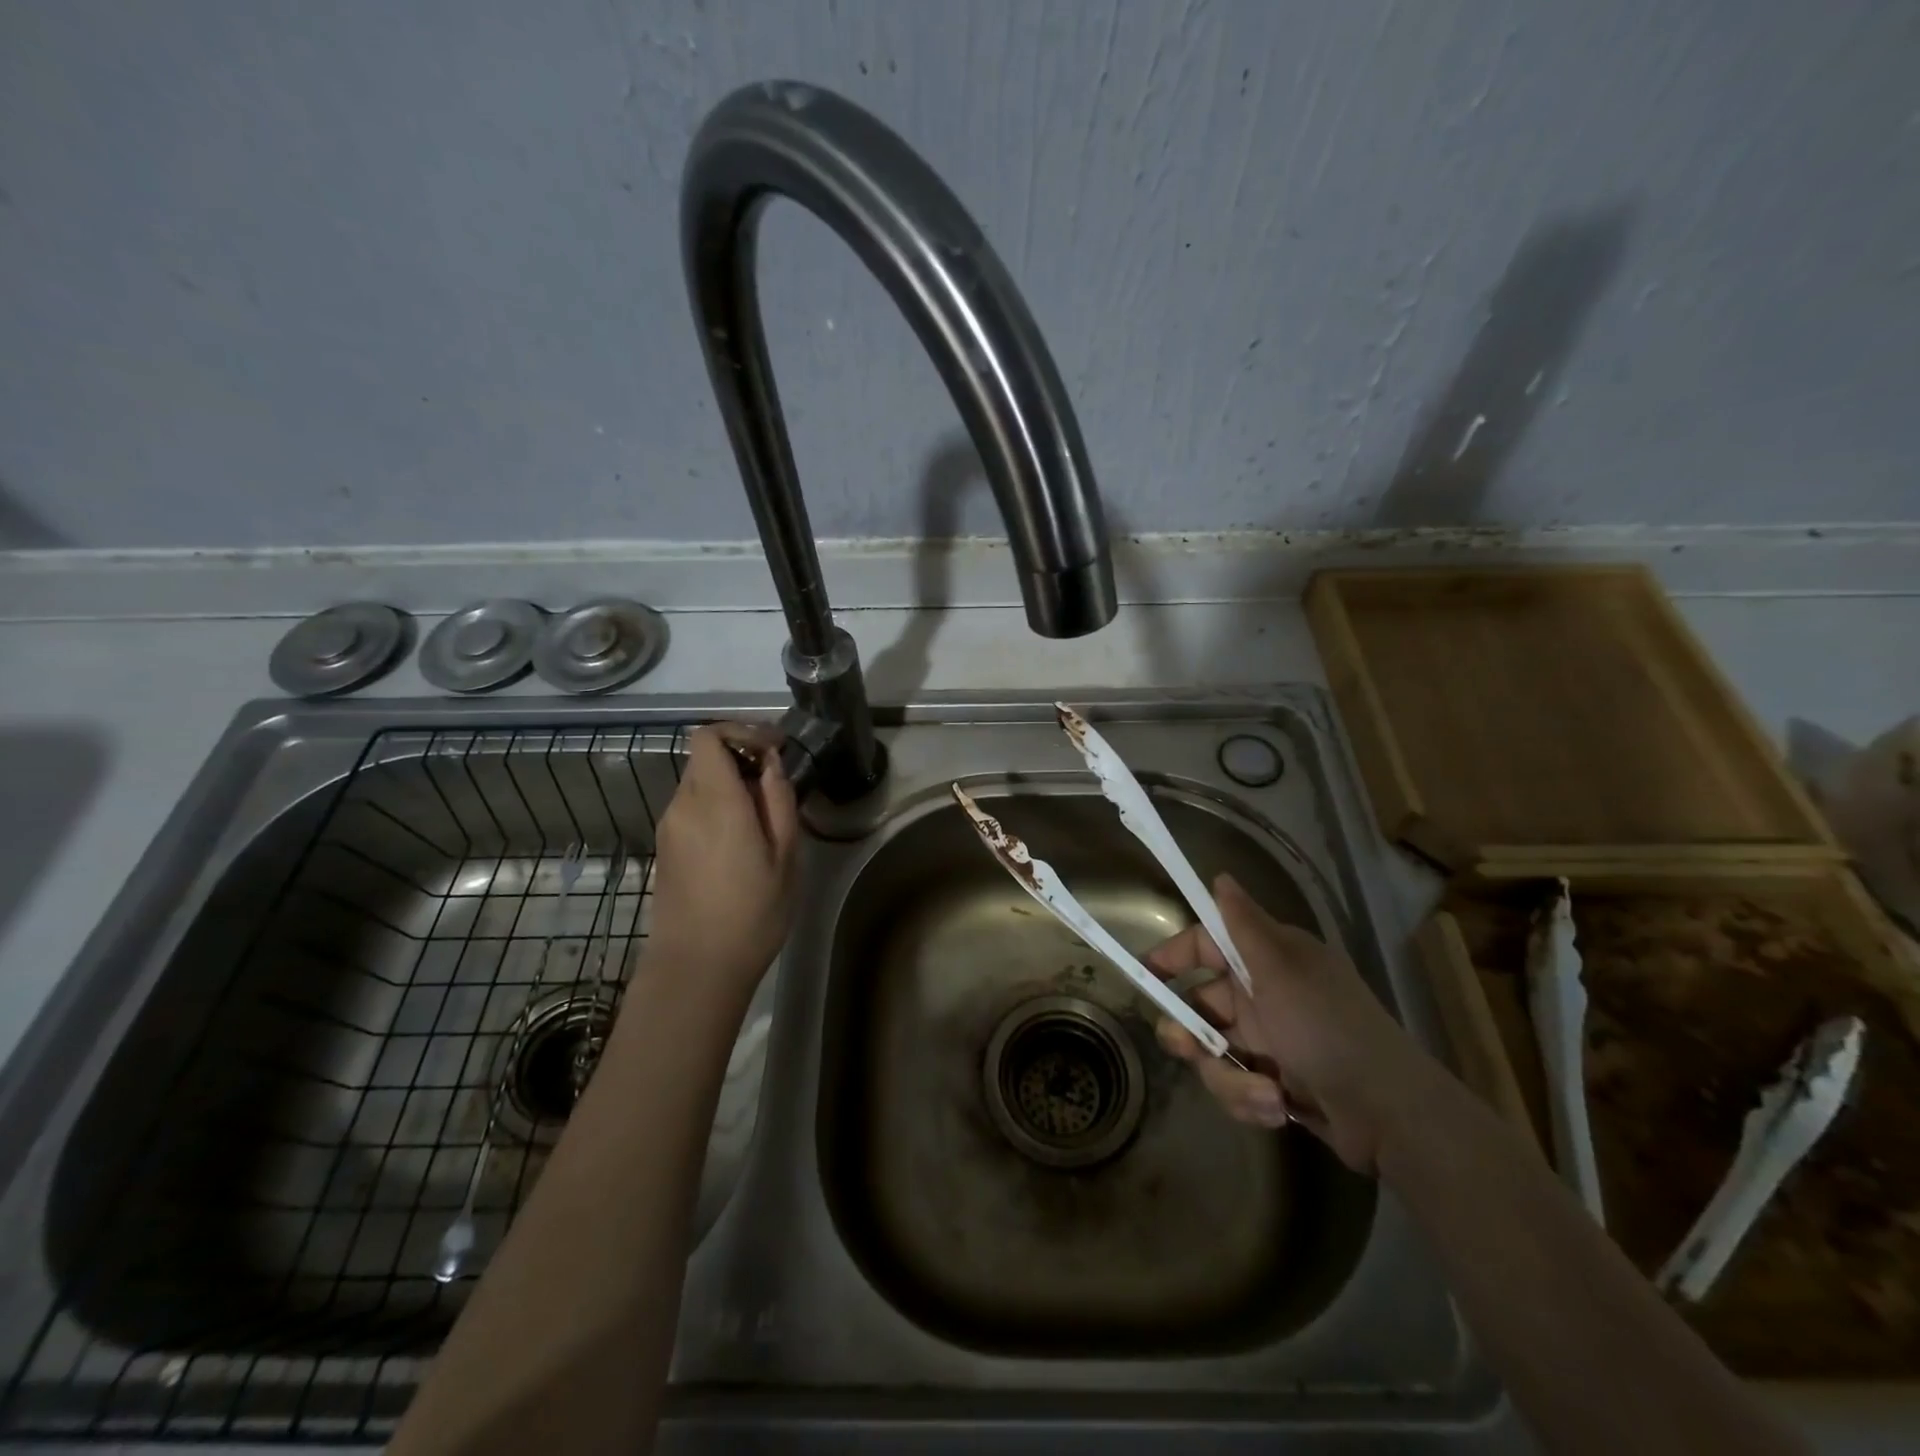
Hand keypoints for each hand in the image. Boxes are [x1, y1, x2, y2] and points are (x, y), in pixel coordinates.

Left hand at [644, 724, 800, 1005]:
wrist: (696, 967)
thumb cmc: (752, 912)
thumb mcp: (785, 856)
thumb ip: (778, 800)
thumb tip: (771, 764)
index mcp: (714, 800)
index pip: (708, 736)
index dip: (742, 731)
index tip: (775, 749)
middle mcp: (683, 805)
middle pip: (704, 757)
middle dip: (741, 757)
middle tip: (776, 782)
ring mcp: (669, 828)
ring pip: (699, 783)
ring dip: (730, 784)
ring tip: (764, 816)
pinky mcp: (665, 848)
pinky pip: (692, 808)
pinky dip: (717, 806)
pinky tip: (741, 840)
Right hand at [1147, 874, 1436, 1174]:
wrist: (1390, 1114)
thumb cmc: (1328, 1028)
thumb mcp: (1281, 971)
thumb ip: (1243, 925)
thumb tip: (1220, 875)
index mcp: (1266, 961)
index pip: (1205, 945)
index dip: (1173, 956)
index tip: (1145, 975)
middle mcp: (1263, 996)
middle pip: (1198, 1005)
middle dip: (1189, 1031)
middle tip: (1187, 1049)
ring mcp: (1268, 1042)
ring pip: (1212, 1052)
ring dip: (1229, 1077)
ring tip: (1263, 1092)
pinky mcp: (1273, 1083)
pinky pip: (1234, 1086)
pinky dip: (1249, 1099)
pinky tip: (1277, 1108)